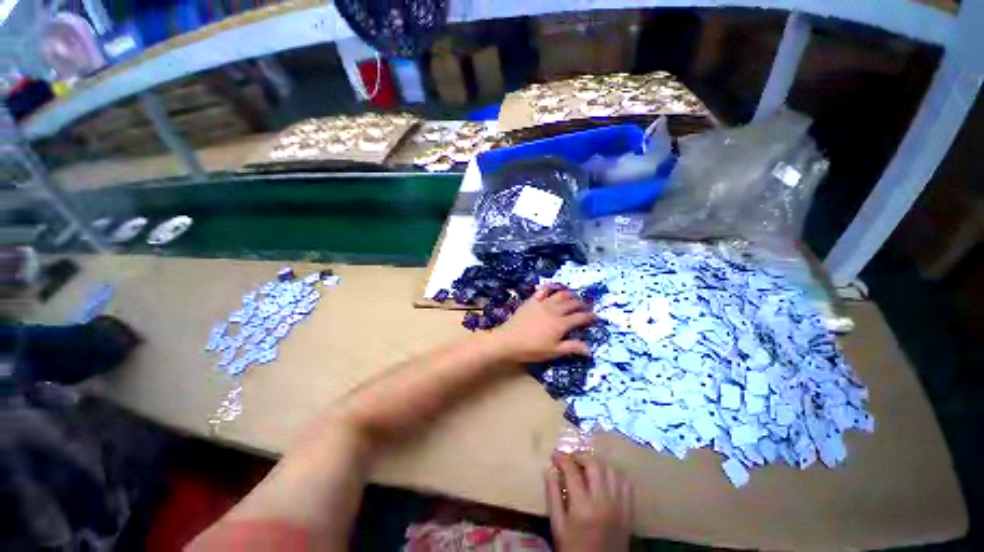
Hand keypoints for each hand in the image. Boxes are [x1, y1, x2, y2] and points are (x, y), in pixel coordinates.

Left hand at [491, 285, 595, 362]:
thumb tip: (590, 349)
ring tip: (574, 296)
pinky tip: (554, 288)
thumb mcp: (553, 352)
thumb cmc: (532, 349)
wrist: (509, 340)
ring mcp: (542, 303)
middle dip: (582, 305)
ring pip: (559, 295)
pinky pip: (543, 290)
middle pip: (571, 304)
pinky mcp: (532, 301)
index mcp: (561, 324)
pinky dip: (551, 288)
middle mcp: (554, 310)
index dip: (589, 317)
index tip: (595, 317)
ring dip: (569, 295)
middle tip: (587, 306)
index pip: (580, 317)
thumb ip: (572, 348)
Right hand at [545, 452, 632, 551]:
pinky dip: (615, 475)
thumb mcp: (558, 526)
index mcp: (583, 508)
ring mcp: (620, 507)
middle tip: (570, 459)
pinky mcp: (629, 512)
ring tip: (586, 467)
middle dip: (580, 456)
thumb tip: (549, 469)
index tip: (555, 455)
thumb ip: (552, 496)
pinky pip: (626, 484)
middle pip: (595, 465)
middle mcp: (604, 503)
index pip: (572, 471)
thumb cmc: (573, 549)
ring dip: (597, 464)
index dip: (562, 458)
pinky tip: (604, 478)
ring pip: (612, 471)